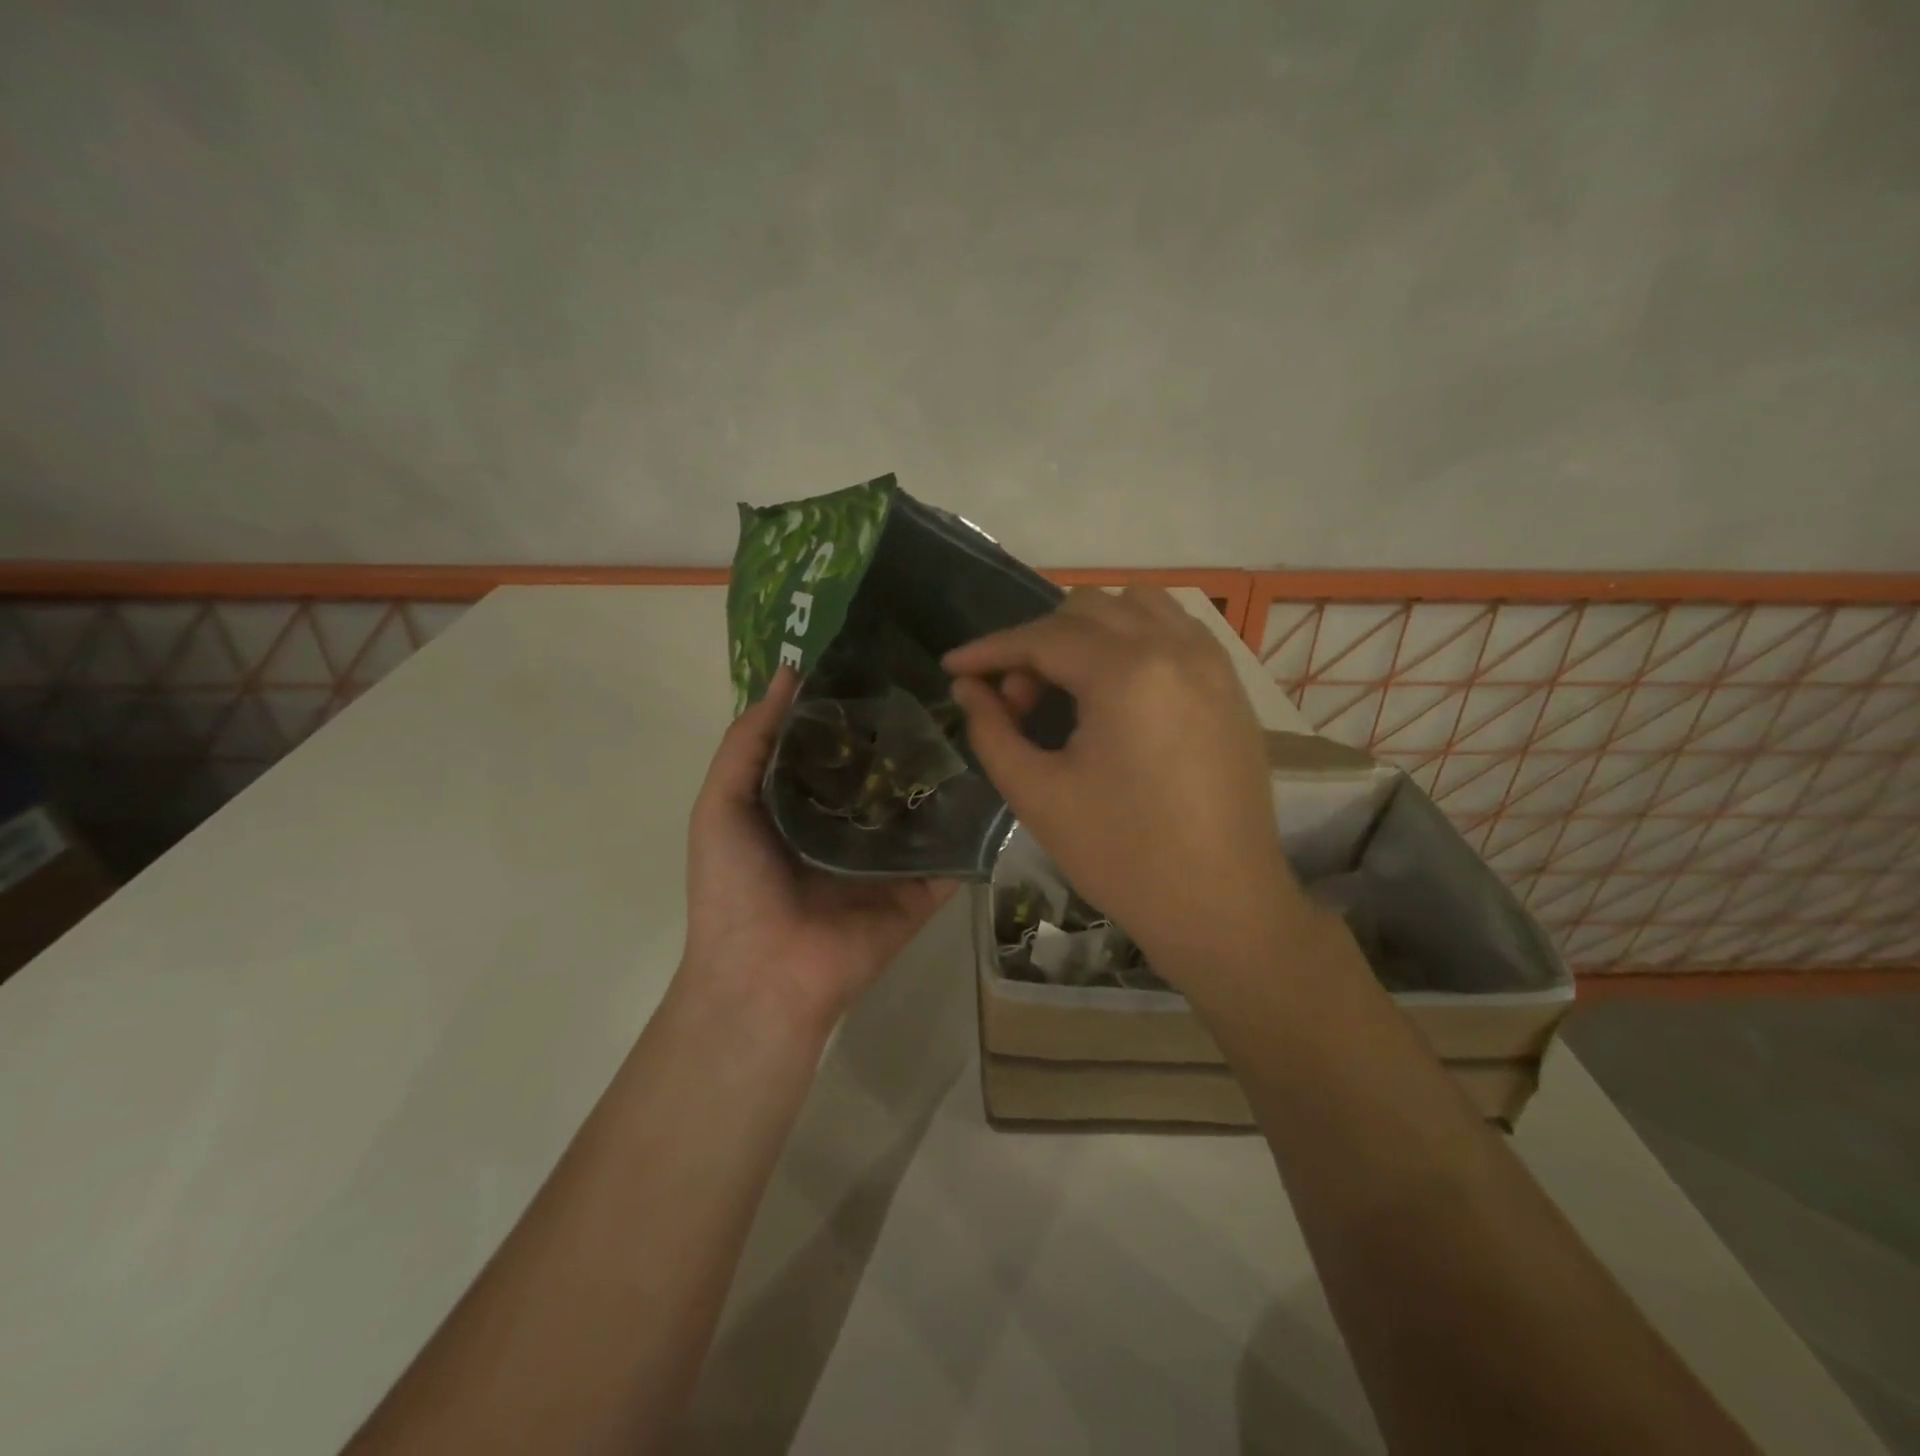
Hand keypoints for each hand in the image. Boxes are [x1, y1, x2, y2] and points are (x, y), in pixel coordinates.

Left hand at [681, 666, 957, 1038]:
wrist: (764, 974)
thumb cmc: (734, 886)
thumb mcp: (722, 803)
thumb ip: (750, 740)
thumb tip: (789, 673)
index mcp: (805, 804)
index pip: (839, 745)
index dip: (856, 707)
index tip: (888, 660)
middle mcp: (851, 825)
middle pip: (887, 771)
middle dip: (908, 733)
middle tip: (947, 683)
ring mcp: (891, 858)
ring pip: (924, 806)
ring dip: (946, 771)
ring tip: (981, 718)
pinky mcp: (922, 888)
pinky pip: (952, 852)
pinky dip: (974, 824)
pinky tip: (1000, 779)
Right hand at [944, 587, 1306, 979]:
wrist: (1221, 906)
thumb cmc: (1122, 856)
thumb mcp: (1038, 795)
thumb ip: (992, 731)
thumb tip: (967, 688)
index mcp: (1127, 674)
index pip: (1042, 637)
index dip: (989, 650)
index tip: (952, 667)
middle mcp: (1175, 649)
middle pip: (1086, 610)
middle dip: (1037, 645)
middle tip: (1016, 701)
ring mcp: (1212, 663)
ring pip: (1136, 607)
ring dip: (1087, 630)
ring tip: (1066, 685)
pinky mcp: (1231, 686)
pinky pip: (1175, 630)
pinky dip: (1133, 638)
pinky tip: (1116, 686)